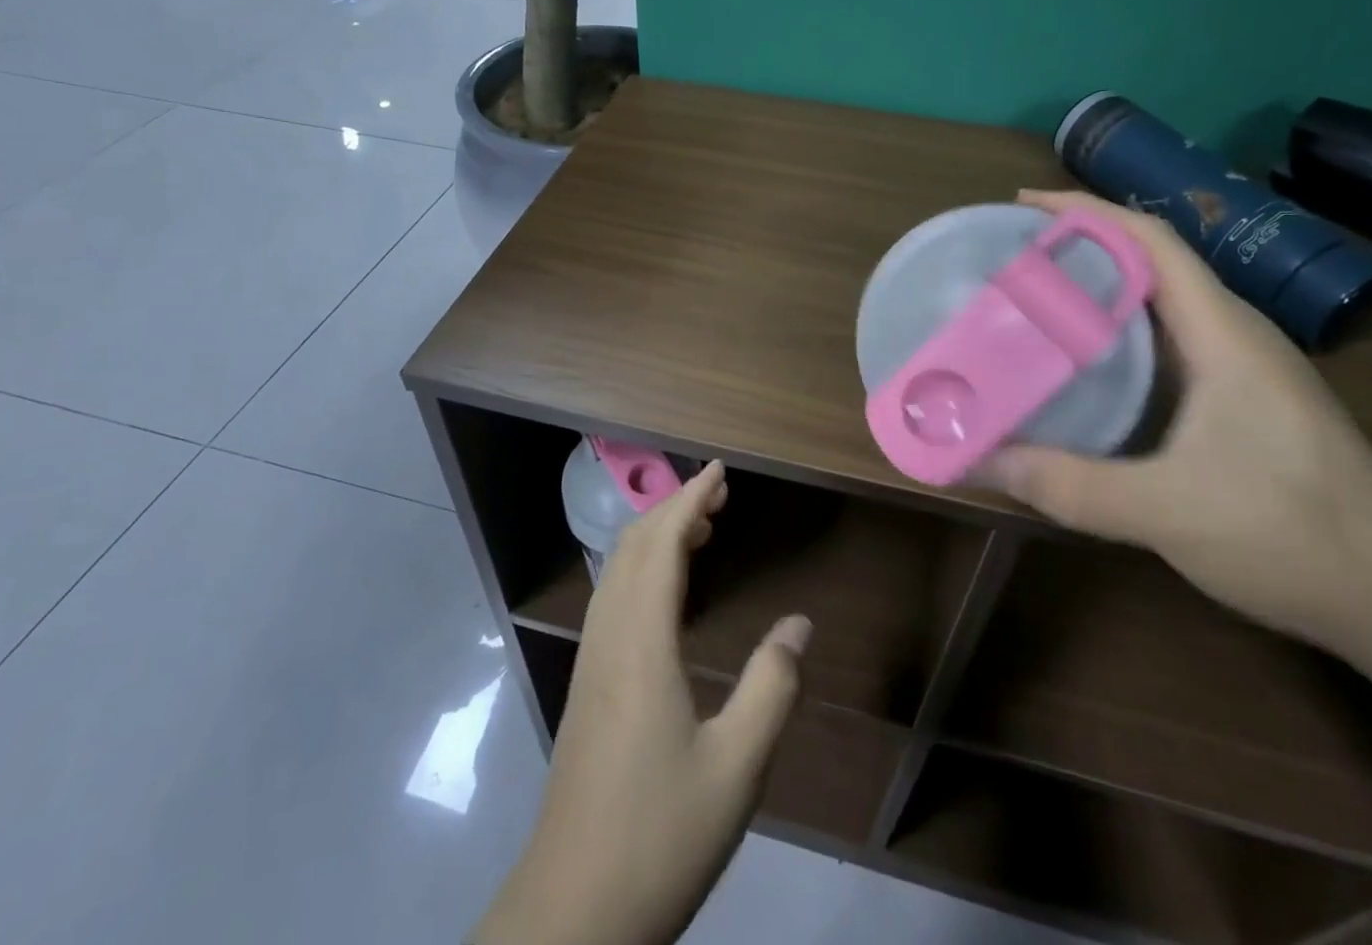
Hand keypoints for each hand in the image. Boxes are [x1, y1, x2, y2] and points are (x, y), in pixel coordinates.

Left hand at [475, 462, 809, 944]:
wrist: (570, 914)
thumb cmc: (658, 835)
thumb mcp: (736, 768)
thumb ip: (772, 688)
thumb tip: (800, 624)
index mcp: (641, 643)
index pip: (662, 544)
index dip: (690, 498)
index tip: (720, 470)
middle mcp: (609, 637)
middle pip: (633, 546)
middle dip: (673, 508)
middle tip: (719, 496)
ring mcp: (591, 662)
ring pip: (617, 571)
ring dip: (655, 537)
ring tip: (700, 531)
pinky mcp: (586, 686)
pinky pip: (612, 598)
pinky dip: (641, 568)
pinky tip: (666, 594)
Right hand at [980, 189, 1371, 647]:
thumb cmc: (1291, 534)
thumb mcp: (1166, 511)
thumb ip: (1067, 484)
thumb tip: (975, 458)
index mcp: (1222, 332)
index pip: (1151, 240)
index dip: (1085, 212)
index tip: (1022, 206)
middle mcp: (1232, 332)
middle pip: (1149, 259)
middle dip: (1079, 243)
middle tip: (1010, 256)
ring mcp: (1240, 364)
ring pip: (1158, 299)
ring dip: (1097, 285)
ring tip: (1032, 296)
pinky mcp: (1240, 396)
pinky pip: (1165, 337)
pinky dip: (1115, 328)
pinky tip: (1081, 359)